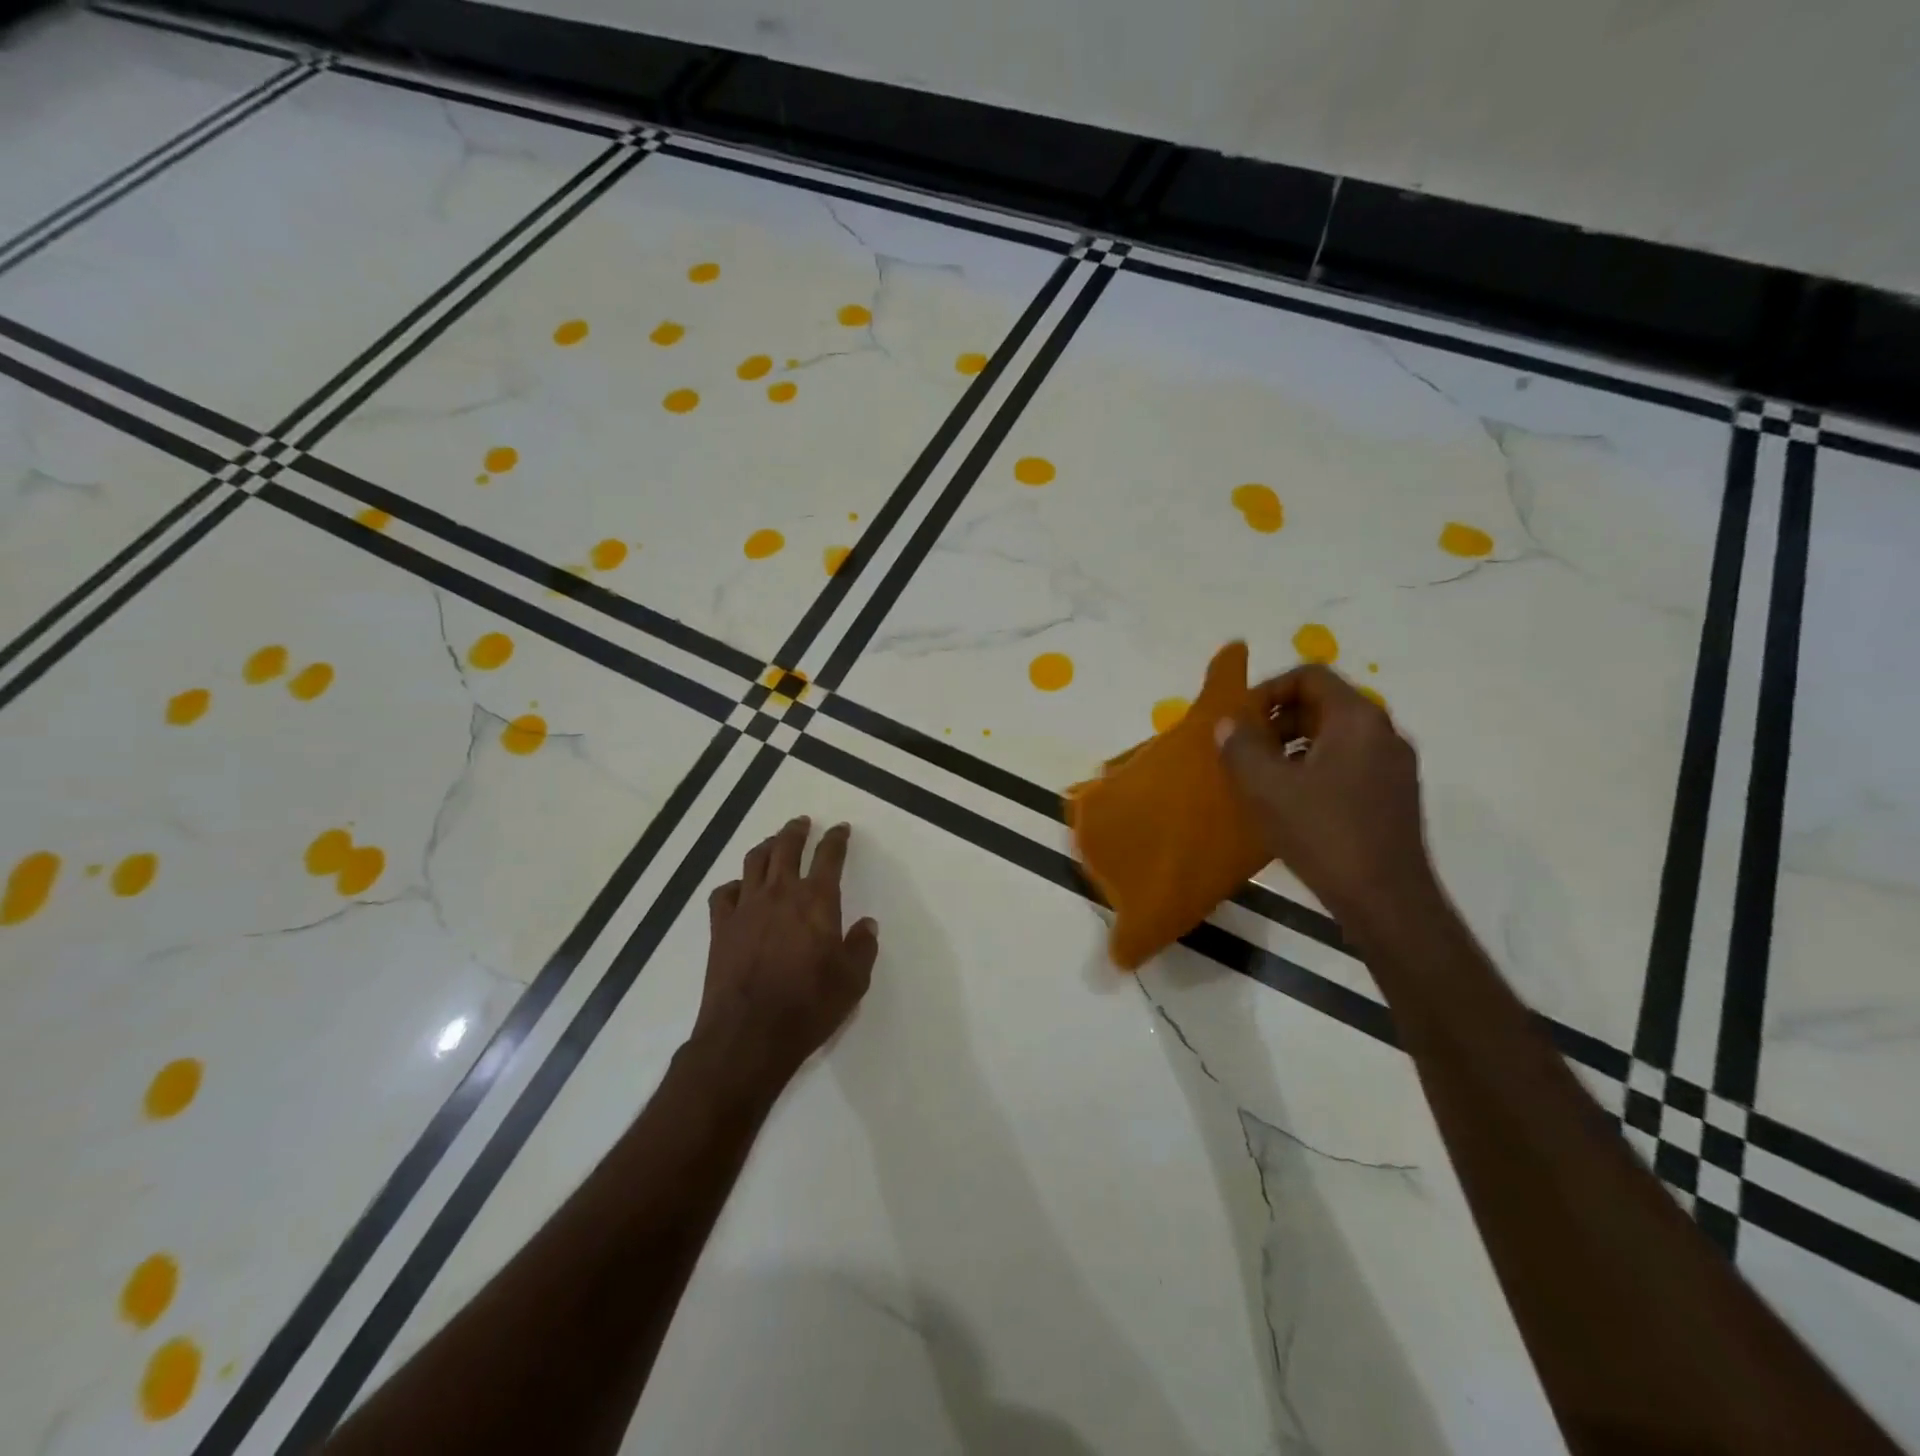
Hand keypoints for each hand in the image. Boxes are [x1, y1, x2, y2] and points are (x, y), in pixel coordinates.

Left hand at [692, 816, 879, 1086]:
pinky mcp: (720, 928)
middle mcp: (780, 894)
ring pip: (754, 862)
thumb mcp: (853, 980)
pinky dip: (733, 885)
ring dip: (766, 846)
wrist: (749, 1035)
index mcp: (817, 901)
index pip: (829, 857)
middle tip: (802, 822)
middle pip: (786, 848)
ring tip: (773, 842)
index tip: (840, 829)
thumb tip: (866, 924)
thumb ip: (862, 947)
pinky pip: (723, 893)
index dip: (836, 839)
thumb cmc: (809, 1006)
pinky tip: (739, 888)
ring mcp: (746, 908)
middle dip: (796, 831)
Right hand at [1215, 665, 1439, 929]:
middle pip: (1323, 704)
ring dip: (1294, 746)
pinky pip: (1349, 763)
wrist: (1386, 899)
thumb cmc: (1323, 833)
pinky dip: (1315, 768)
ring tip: (1263, 777)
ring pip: (1335, 736)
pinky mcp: (1395, 795)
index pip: (1310, 676)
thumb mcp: (1267, 787)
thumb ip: (1240, 746)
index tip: (1240, 719)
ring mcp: (1394, 765)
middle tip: (1245, 748)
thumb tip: (1228, 723)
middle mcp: (1383, 732)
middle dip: (1278, 720)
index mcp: (1357, 718)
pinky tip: (1292, 802)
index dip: (1268, 690)